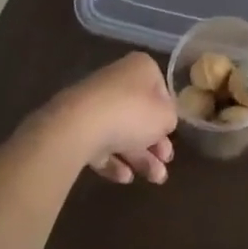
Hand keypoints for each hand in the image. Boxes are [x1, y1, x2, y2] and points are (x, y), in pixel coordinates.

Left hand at [42, 53, 176, 184]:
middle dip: (154, 144)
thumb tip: (164, 123)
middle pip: (140, 114)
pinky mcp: (77, 127)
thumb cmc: (131, 112)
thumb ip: (170, 119)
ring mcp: (95, 104)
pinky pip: (100, 143)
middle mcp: (118, 80)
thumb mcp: (165, 116)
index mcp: (141, 69)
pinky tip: (125, 178)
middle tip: (165, 165)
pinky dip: (114, 161)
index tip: (171, 136)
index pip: (161, 91)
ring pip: (121, 131)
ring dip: (140, 157)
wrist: (78, 126)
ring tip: (154, 179)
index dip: (167, 116)